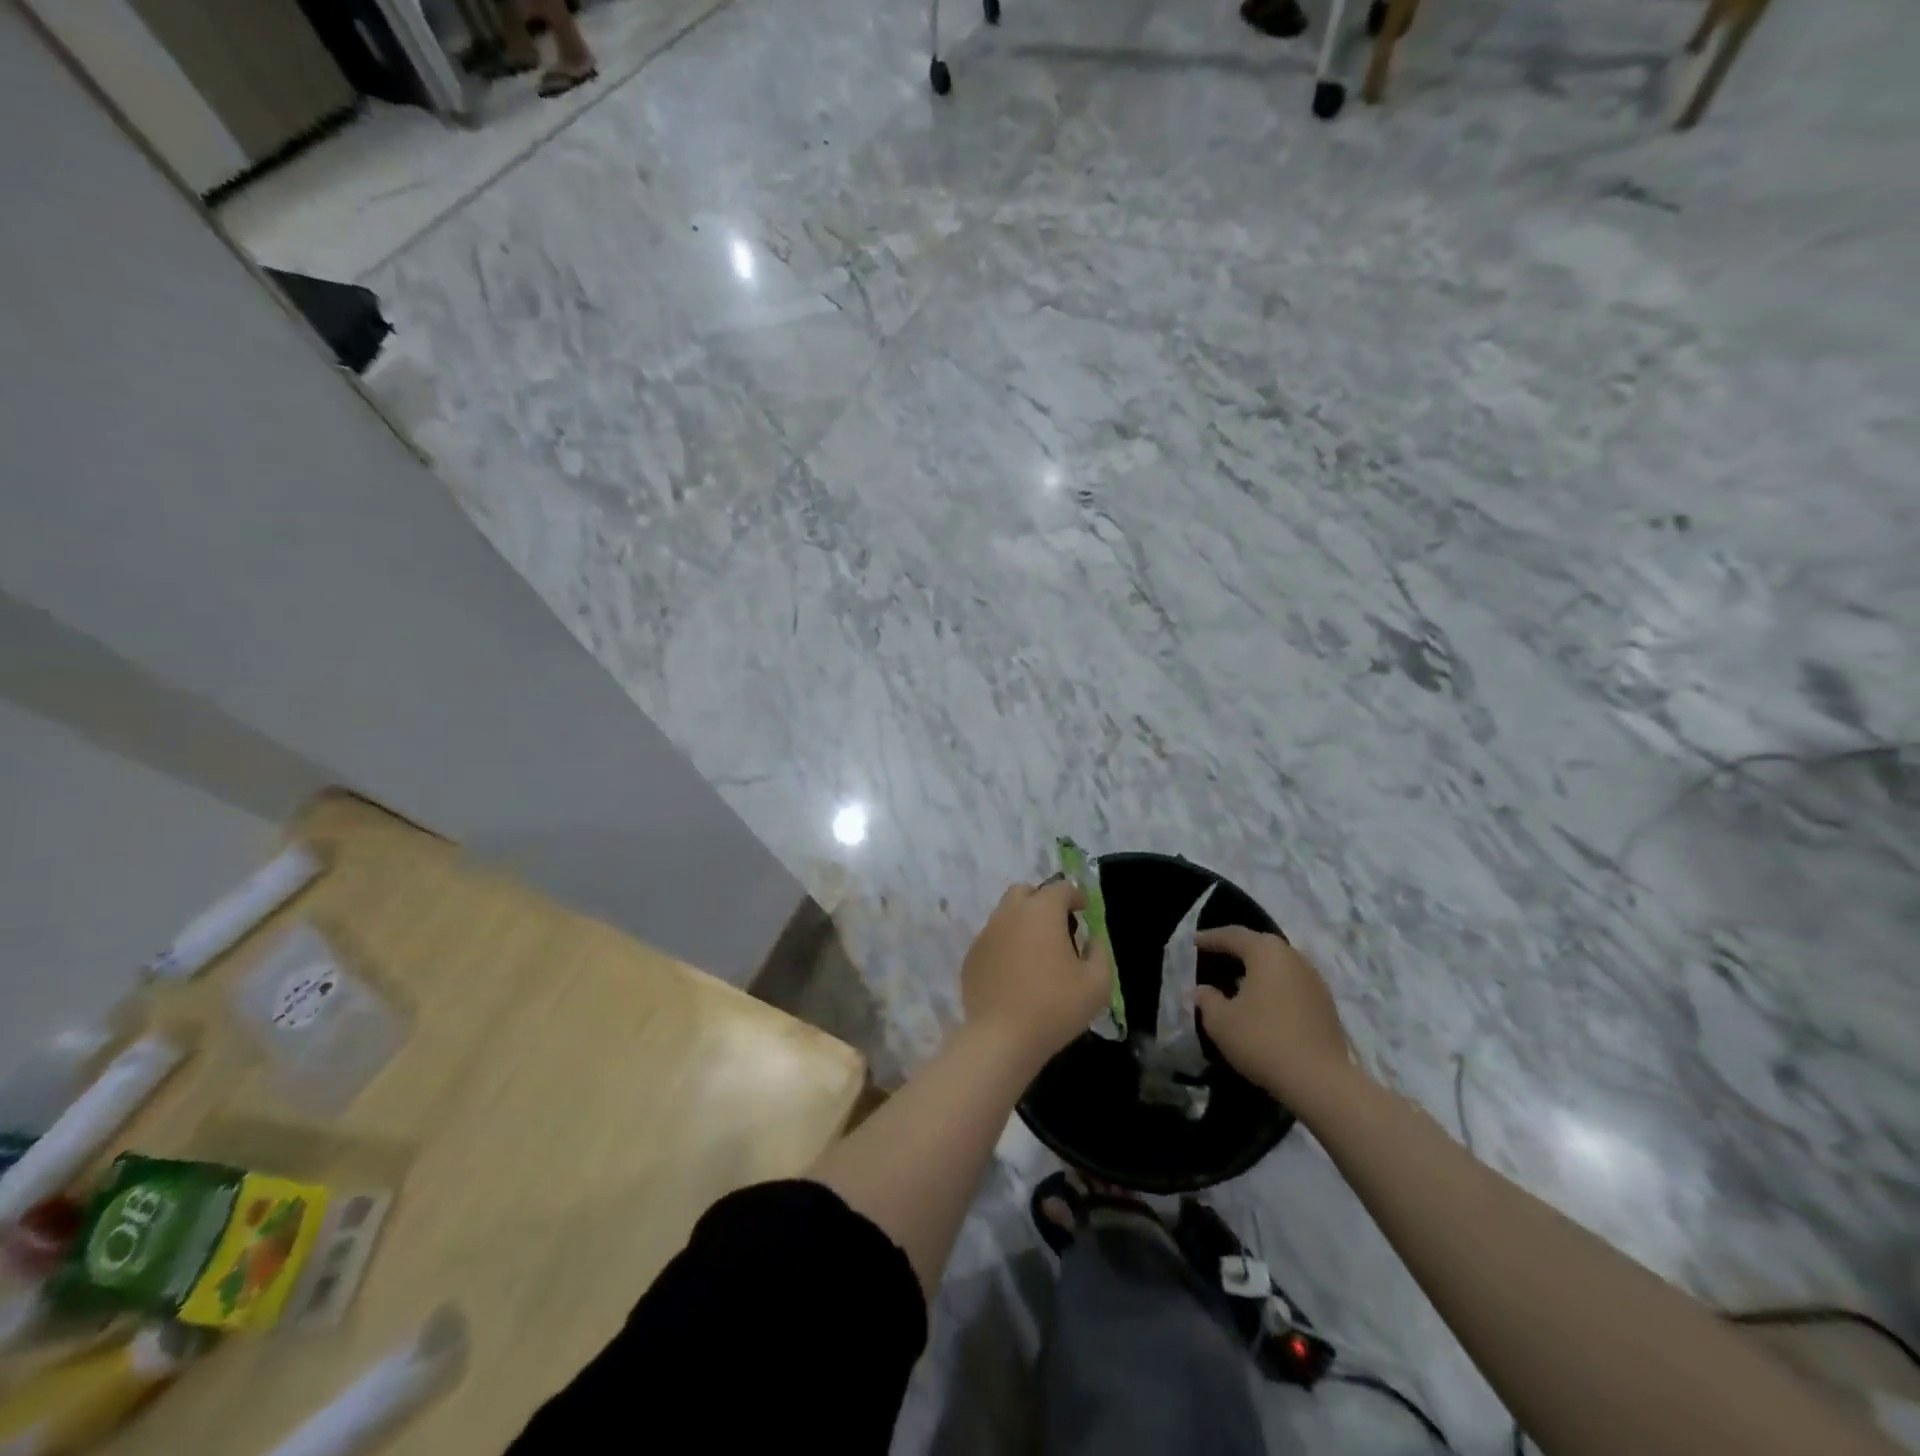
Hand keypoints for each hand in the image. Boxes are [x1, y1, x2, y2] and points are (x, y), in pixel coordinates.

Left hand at [961, 880, 1111, 1067]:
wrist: (1002, 1037)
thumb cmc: (1055, 1007)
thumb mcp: (1097, 984)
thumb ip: (1100, 953)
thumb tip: (1091, 940)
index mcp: (1041, 912)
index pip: (1059, 888)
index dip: (1074, 896)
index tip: (1083, 911)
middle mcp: (1009, 914)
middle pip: (1024, 892)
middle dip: (1042, 901)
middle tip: (1056, 926)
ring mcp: (986, 934)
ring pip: (1005, 914)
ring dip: (1021, 922)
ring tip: (1035, 952)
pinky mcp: (971, 956)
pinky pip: (991, 939)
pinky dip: (1005, 945)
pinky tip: (1014, 972)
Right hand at [1193, 926, 1352, 1106]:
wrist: (1320, 1081)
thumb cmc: (1262, 1040)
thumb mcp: (1220, 1021)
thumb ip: (1207, 999)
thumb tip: (1202, 990)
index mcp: (1265, 953)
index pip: (1233, 935)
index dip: (1211, 938)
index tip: (1194, 941)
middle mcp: (1293, 958)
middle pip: (1260, 944)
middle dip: (1237, 948)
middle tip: (1217, 955)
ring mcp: (1314, 980)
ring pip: (1279, 963)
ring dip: (1258, 967)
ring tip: (1238, 980)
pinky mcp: (1325, 1004)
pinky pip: (1292, 983)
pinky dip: (1274, 985)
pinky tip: (1263, 1002)